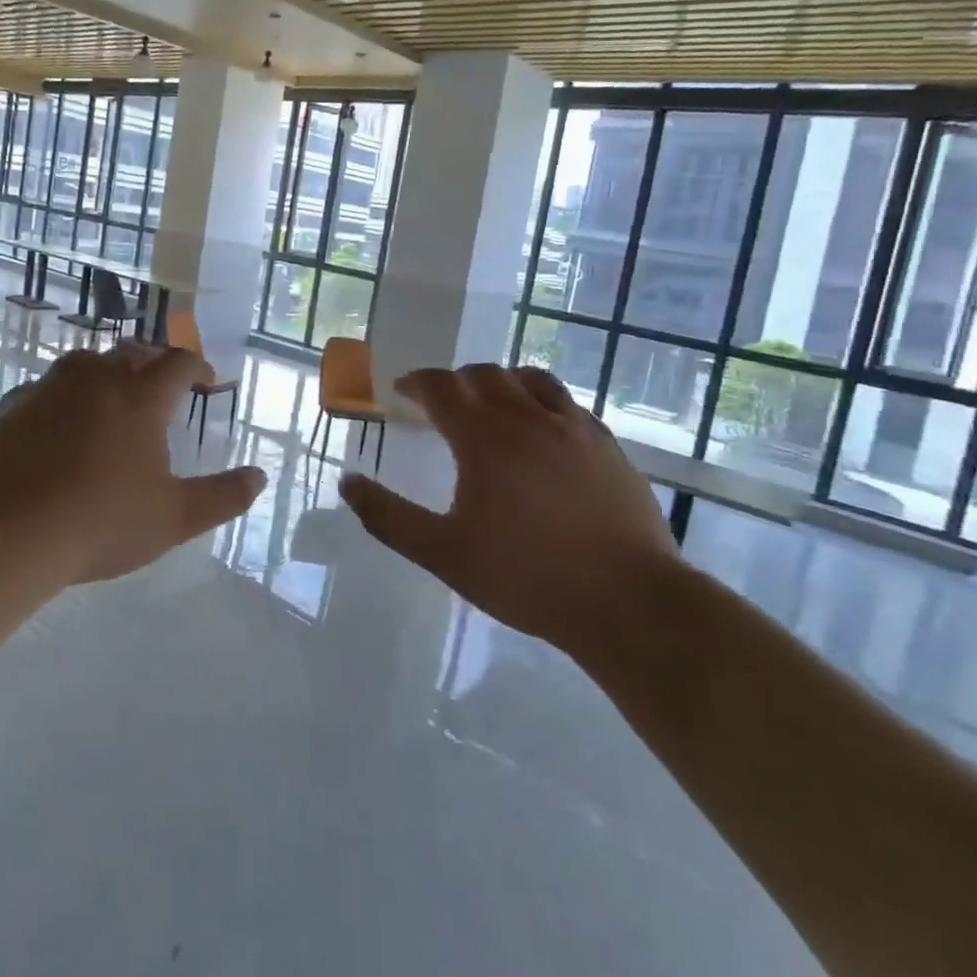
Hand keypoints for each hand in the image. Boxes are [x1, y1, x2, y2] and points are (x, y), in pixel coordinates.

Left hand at [0, 343, 265, 583]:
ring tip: (110, 390)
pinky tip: (57, 419)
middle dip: (153, 361)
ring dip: (105, 369)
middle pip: (131, 353)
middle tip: (161, 381)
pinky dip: (60, 395)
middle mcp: (96, 382)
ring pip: (83, 362)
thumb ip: (222, 496)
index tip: (206, 381)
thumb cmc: (101, 523)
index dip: (198, 367)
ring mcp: (48, 391)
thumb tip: (259, 476)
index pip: (178, 364)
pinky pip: (42, 388)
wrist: (7, 535)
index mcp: (140, 399)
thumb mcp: (174, 518)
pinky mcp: (11, 409)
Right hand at [338, 364, 676, 648]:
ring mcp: (575, 429)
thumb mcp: (442, 553)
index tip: (401, 390)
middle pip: (486, 374)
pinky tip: (544, 432)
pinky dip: (543, 403)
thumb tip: (348, 482)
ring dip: (503, 381)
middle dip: (456, 380)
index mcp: (485, 438)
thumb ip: (388, 517)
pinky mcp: (609, 447)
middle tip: (441, 402)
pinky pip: (569, 405)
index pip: (442, 387)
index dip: (417, 382)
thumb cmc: (526, 577)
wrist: (627, 601)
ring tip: (493, 402)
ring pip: (533, 380)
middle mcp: (529, 418)